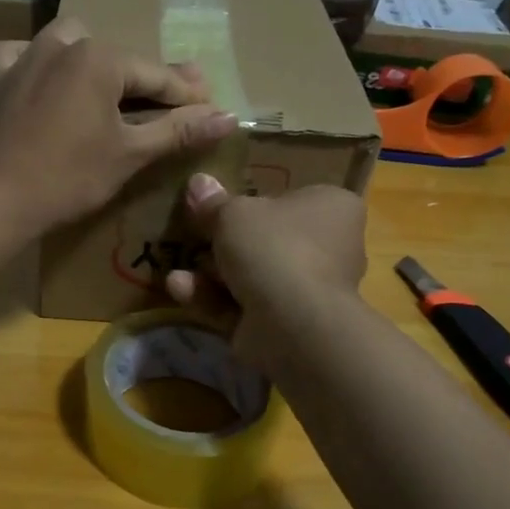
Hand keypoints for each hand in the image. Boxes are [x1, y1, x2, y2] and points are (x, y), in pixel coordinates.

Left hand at [0, 19, 238, 235]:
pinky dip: (36, 63)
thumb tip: (229, 116)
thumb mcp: (131, 154)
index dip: (187, 94)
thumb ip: (178, 130)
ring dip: (92, 59)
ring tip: (105, 88)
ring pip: (70, 42)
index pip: (156, 75)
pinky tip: (43, 80)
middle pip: (117, 58)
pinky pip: (21, 55)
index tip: (211, 106)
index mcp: (100, 57)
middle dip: (143, 79)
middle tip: (165, 104)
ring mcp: (25, 56)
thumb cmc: (70, 177)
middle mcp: (62, 43)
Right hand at [164, 174, 366, 375]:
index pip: (294, 198)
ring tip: (177, 271)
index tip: (222, 204)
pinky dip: (212, 299)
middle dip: (226, 244)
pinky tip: (179, 290)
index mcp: (333, 208)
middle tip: (193, 236)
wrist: (292, 322)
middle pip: (269, 240)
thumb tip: (198, 183)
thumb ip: (213, 202)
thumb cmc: (274, 247)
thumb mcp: (233, 213)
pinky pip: (244, 306)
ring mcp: (308, 291)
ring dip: (211, 274)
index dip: (257, 201)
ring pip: (252, 276)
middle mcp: (329, 248)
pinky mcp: (286, 326)